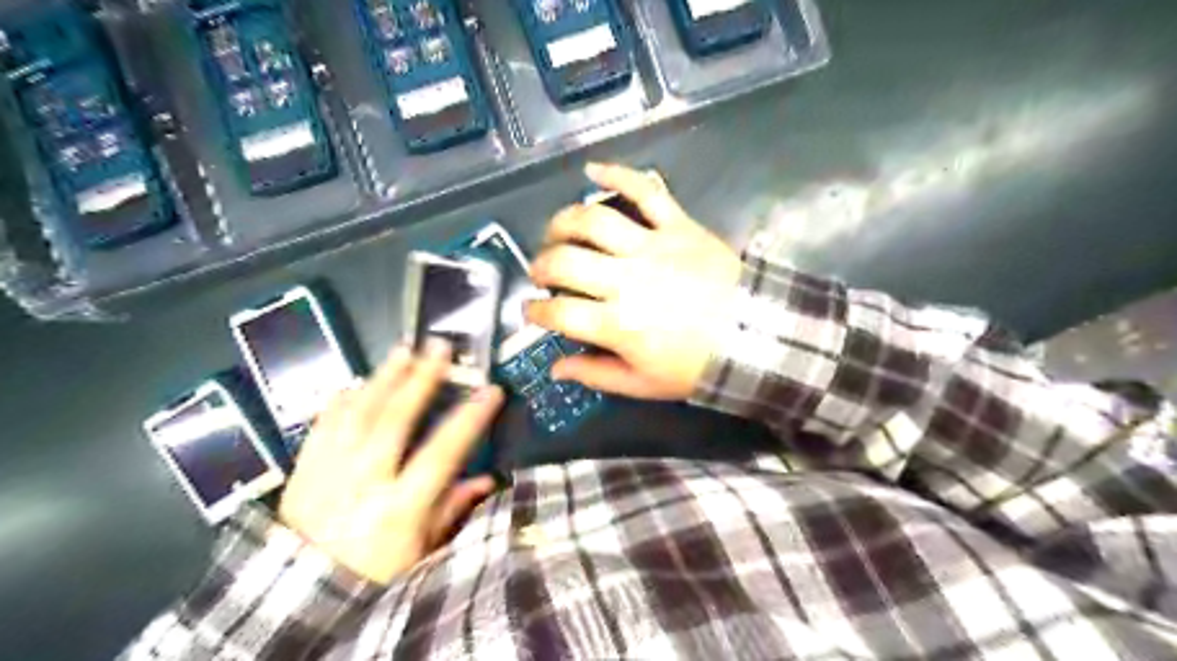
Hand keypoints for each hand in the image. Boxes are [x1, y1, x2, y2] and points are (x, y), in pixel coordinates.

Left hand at [280, 344, 504, 586]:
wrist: (298, 597)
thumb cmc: (373, 574)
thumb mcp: (422, 553)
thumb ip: (454, 510)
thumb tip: (487, 479)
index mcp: (400, 508)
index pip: (441, 453)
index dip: (468, 419)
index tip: (491, 390)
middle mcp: (364, 483)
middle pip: (393, 421)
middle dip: (420, 379)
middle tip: (440, 347)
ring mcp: (328, 473)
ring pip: (357, 414)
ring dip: (383, 378)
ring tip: (404, 351)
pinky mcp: (302, 471)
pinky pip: (322, 426)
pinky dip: (340, 401)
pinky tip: (355, 383)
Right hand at [526, 164, 736, 399]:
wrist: (755, 337)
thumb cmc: (696, 366)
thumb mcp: (643, 384)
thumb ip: (596, 374)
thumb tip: (556, 368)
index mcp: (618, 324)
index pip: (559, 312)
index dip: (535, 310)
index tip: (531, 310)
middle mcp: (627, 280)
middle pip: (565, 260)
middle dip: (541, 265)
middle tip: (541, 272)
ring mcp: (652, 246)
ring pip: (594, 220)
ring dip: (563, 222)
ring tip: (556, 233)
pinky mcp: (678, 225)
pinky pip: (645, 191)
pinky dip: (617, 174)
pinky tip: (592, 170)